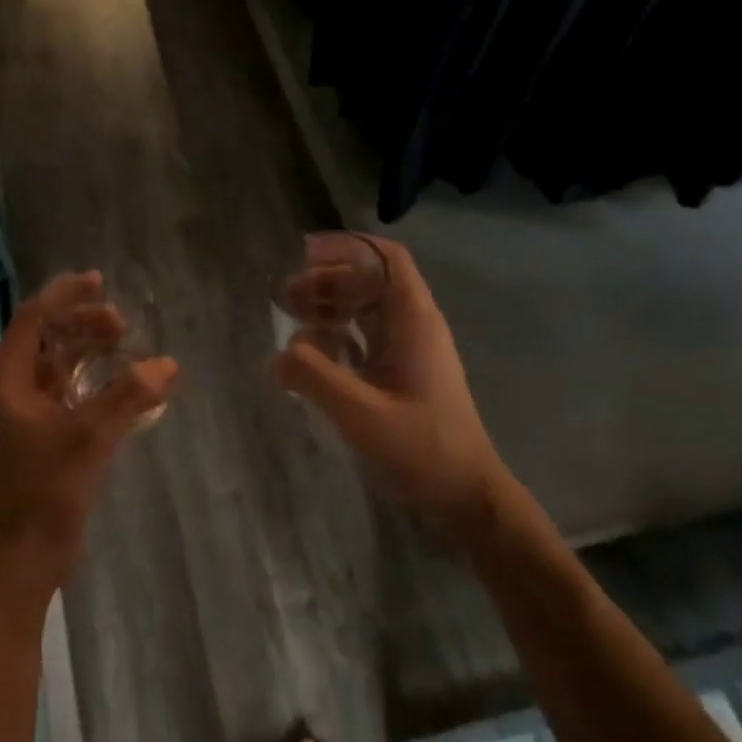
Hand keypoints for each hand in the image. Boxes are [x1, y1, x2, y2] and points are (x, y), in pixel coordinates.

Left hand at [0, 272, 178, 618]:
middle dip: (81, 324)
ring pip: (57, 369)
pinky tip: (123, 388)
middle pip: (45, 341)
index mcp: (7, 383)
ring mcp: (25, 418)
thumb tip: (167, 365)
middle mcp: (11, 393)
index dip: (64, 296)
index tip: (98, 281)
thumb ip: (128, 398)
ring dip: (88, 353)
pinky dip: (93, 385)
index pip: (31, 321)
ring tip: (126, 346)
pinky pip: (67, 396)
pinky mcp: (41, 439)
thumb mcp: (89, 440)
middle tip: (121, 323)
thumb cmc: (44, 494)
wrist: (22, 559)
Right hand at [272, 236, 507, 534]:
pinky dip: (337, 336)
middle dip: (327, 280)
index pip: (387, 260)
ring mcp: (409, 352)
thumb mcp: (361, 413)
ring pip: (366, 310)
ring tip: (291, 319)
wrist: (465, 493)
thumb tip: (275, 356)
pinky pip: (365, 339)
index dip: (348, 247)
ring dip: (330, 307)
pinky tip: (312, 353)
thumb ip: (314, 378)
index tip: (306, 252)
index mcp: (414, 322)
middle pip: (370, 282)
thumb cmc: (421, 447)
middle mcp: (414, 327)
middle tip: (286, 296)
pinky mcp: (401, 375)